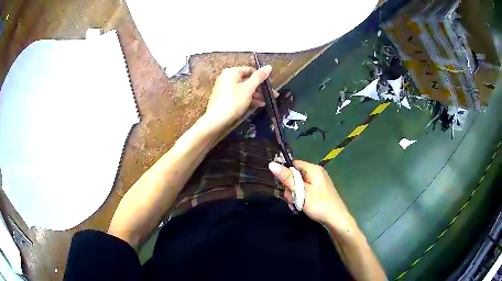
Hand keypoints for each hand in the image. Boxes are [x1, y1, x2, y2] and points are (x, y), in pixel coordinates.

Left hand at [205, 65, 271, 128]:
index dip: (261, 77)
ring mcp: (225, 88)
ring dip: (256, 94)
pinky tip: (258, 105)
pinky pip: (239, 95)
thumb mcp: (248, 89)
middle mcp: (227, 77)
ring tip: (266, 102)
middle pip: (247, 80)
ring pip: (244, 88)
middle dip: (260, 88)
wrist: (217, 120)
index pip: (250, 70)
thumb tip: (269, 66)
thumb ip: (259, 77)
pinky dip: (248, 98)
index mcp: (231, 72)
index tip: (270, 85)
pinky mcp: (225, 97)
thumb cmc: (233, 101)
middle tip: (271, 95)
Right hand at [268, 160, 352, 225]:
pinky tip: (300, 205)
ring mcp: (318, 182)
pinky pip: (305, 190)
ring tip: (296, 204)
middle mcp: (316, 172)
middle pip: (295, 175)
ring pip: (299, 184)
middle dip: (290, 187)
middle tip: (291, 199)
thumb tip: (271, 164)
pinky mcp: (319, 190)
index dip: (285, 174)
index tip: (282, 186)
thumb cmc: (319, 204)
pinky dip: (300, 197)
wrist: (336, 219)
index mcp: (313, 169)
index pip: (293, 164)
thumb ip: (286, 178)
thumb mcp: (301, 191)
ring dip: (294, 194)